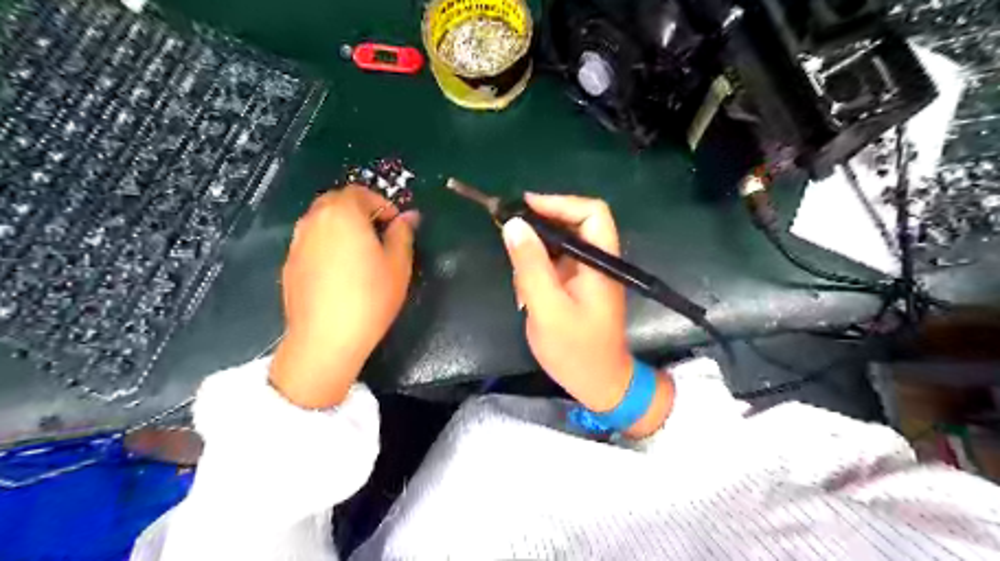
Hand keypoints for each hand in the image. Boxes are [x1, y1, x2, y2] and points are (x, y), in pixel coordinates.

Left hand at [269, 183, 417, 407]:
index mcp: (343, 214)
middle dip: (360, 211)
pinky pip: (311, 243)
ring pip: (321, 222)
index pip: (360, 192)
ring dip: (342, 227)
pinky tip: (340, 273)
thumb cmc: (370, 298)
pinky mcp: (289, 264)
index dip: (381, 204)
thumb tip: (408, 216)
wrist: (325, 339)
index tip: (395, 225)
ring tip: (361, 254)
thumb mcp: (398, 265)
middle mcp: (314, 221)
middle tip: (380, 235)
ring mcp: (297, 243)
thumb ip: (403, 234)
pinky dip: (327, 245)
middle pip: (336, 202)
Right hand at [500, 196, 670, 436]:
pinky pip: (554, 263)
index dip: (559, 203)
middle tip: (509, 234)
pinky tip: (525, 292)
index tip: (524, 208)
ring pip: (559, 243)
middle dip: (540, 228)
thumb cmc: (576, 350)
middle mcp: (597, 261)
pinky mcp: (577, 286)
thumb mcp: (548, 308)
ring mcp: (587, 273)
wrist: (598, 384)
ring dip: (535, 253)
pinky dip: (536, 270)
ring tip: (519, 279)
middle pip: (573, 223)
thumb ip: (531, 265)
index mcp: (600, 261)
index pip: (591, 212)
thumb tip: (513, 224)